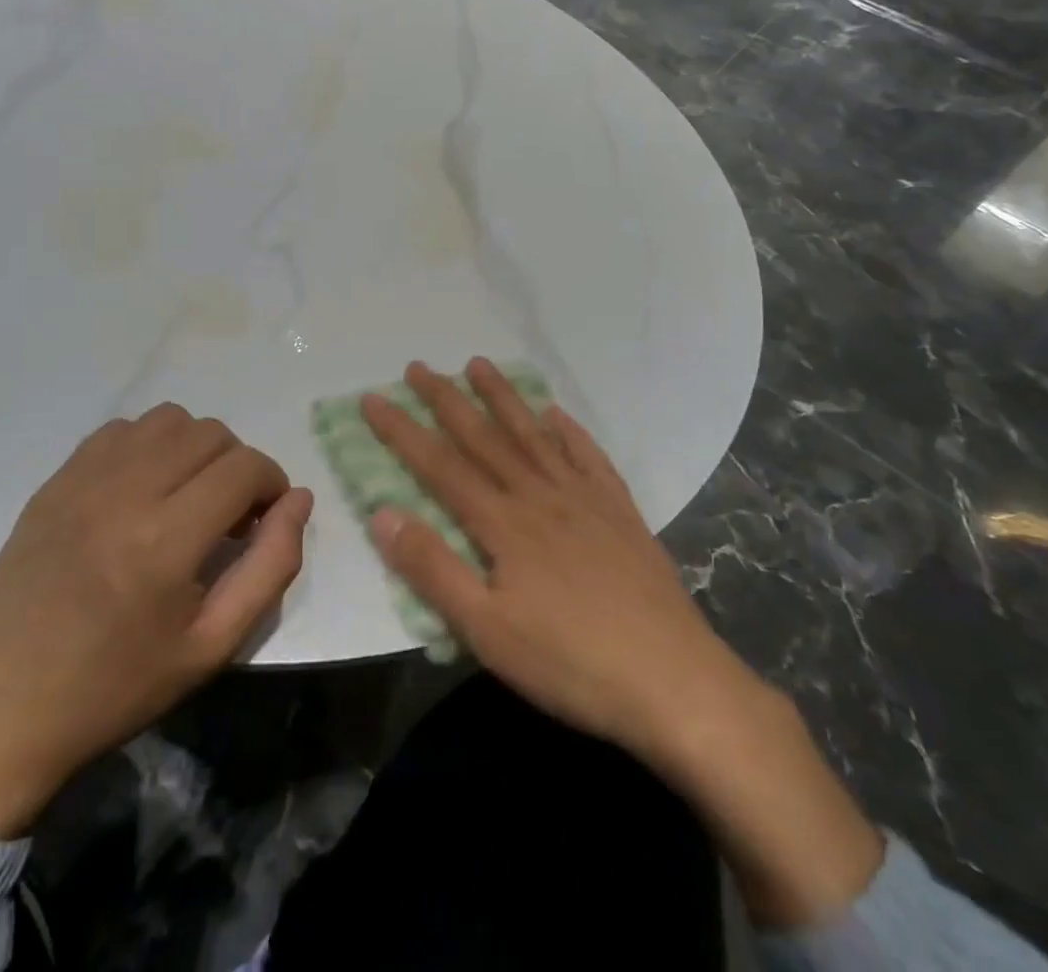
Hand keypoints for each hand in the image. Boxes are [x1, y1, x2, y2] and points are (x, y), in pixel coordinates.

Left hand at [0, 405, 312, 838]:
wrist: (1, 712)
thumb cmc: (116, 688)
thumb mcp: (211, 646)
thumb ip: (270, 567)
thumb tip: (299, 500)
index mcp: (166, 541)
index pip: (245, 467)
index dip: (272, 483)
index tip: (264, 518)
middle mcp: (125, 493)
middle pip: (210, 433)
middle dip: (237, 465)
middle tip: (227, 515)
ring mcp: (82, 481)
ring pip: (167, 420)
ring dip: (193, 448)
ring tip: (185, 496)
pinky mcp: (54, 482)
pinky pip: (119, 430)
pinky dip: (147, 446)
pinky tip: (140, 490)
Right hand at [361, 358, 746, 761]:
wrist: (675, 682)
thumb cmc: (570, 663)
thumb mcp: (486, 630)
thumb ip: (432, 568)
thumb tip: (382, 512)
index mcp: (503, 523)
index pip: (439, 464)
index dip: (401, 430)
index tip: (372, 397)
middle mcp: (539, 495)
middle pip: (483, 437)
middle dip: (446, 399)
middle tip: (418, 366)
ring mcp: (584, 499)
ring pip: (533, 435)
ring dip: (502, 398)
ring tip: (479, 364)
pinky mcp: (620, 512)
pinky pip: (589, 457)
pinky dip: (569, 431)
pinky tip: (556, 414)